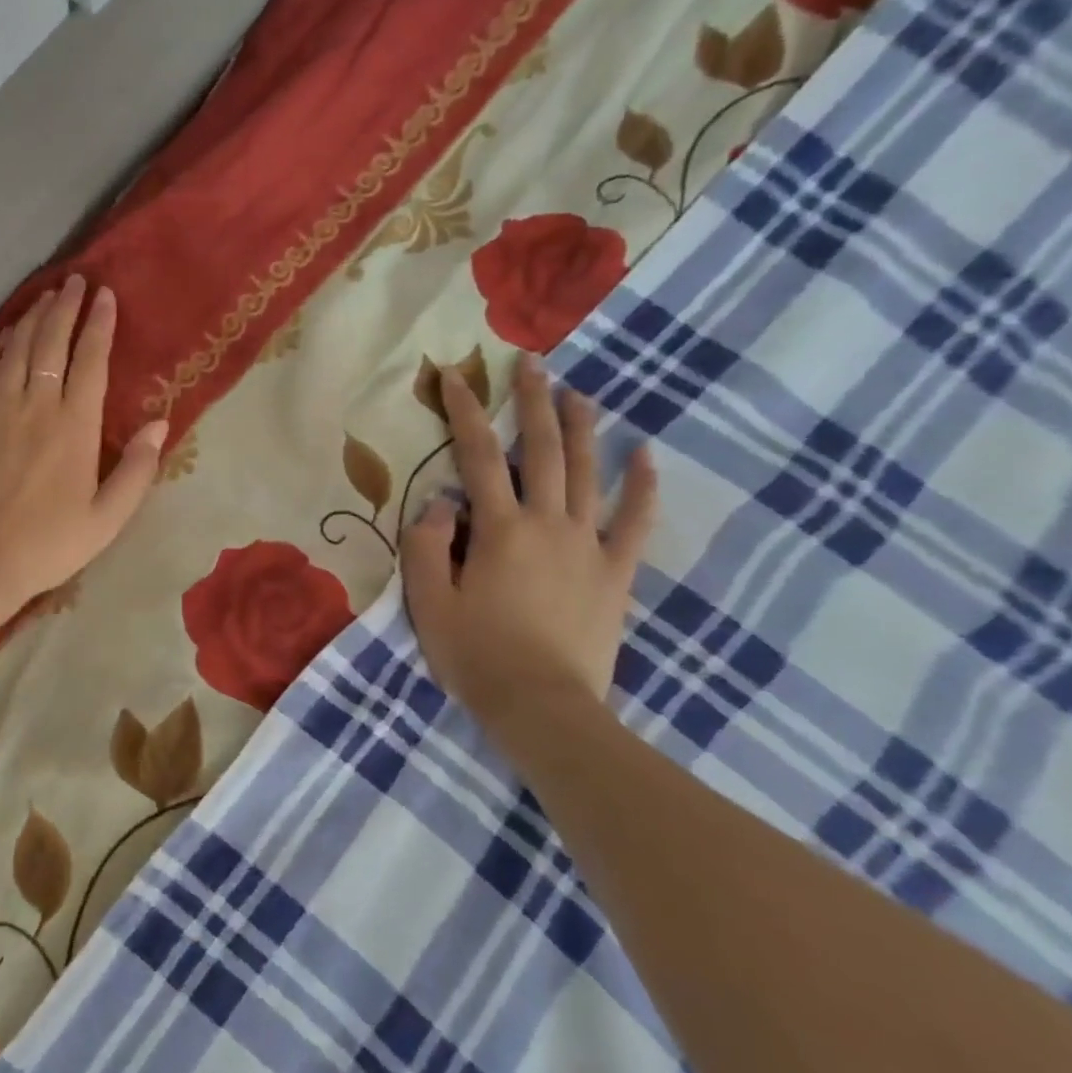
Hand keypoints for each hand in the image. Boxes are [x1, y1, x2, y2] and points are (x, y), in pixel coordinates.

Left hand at [0, 275, 166, 607]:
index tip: (105, 295)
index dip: (100, 324)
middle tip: (75, 280)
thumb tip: (160, 425)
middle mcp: (36, 405)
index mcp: (75, 426)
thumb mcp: (107, 518)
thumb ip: (136, 469)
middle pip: (52, 341)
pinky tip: (6, 332)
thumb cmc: (50, 544)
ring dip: (33, 316)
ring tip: (47, 295)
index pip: (91, 360)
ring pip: (17, 347)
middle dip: (66, 306)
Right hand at [401, 353, 656, 734]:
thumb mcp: (427, 601)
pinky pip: (634, 522)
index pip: (478, 454)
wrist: (543, 709)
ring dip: (583, 428)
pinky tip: (645, 453)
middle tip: (532, 363)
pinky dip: (642, 485)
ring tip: (578, 393)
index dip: (465, 410)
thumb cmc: (476, 655)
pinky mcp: (615, 573)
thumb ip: (426, 544)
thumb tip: (442, 501)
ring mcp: (588, 546)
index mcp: (498, 529)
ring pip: (589, 473)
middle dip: (534, 402)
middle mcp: (547, 523)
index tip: (455, 375)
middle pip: (542, 450)